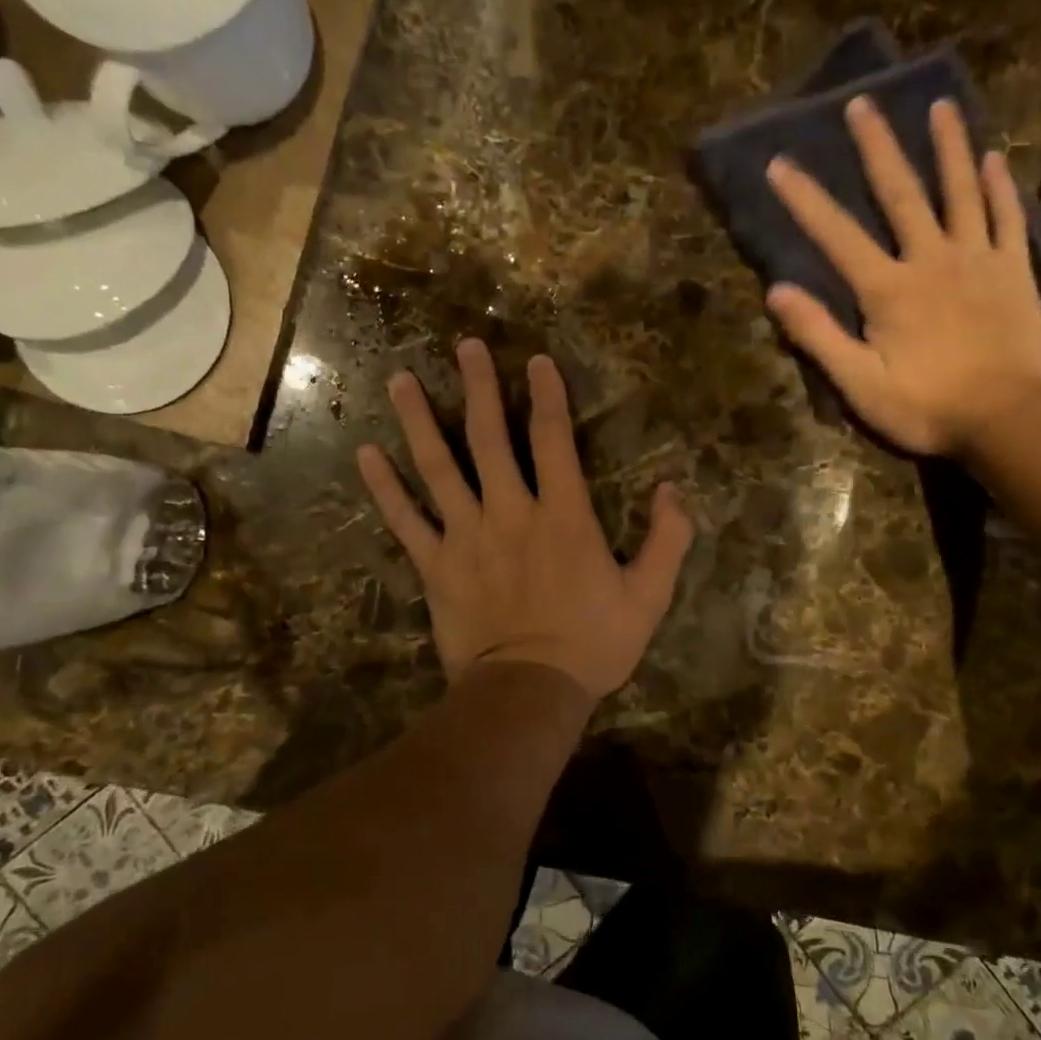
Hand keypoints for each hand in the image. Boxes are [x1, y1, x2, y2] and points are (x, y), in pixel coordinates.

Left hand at [356, 340, 694, 703]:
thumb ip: (667, 541)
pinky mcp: (436, 565)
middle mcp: (510, 512)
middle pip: (488, 438)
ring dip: (419, 420)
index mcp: (562, 515)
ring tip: (401, 379)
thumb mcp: (649, 597)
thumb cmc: (593, 644)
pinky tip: (365, 454)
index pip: (552, 440)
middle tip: (465, 346)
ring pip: (438, 467)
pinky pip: (405, 520)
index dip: (547, 396)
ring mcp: (466, 536)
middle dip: (477, 387)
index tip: (536, 361)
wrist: (529, 693)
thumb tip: (675, 490)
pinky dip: (385, 487)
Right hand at [764, 97, 1040, 457]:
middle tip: (862, 102)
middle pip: (901, 194)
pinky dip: (1000, 187)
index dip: (805, 199)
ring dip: (947, 147)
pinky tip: (993, 159)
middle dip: (878, 148)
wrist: (1008, 419)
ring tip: (940, 105)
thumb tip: (777, 291)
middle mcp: (931, 259)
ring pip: (960, 192)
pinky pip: (1007, 219)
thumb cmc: (926, 407)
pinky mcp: (1014, 271)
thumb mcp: (859, 384)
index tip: (781, 162)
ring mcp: (978, 260)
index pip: (837, 235)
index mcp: (888, 289)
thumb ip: (818, 335)